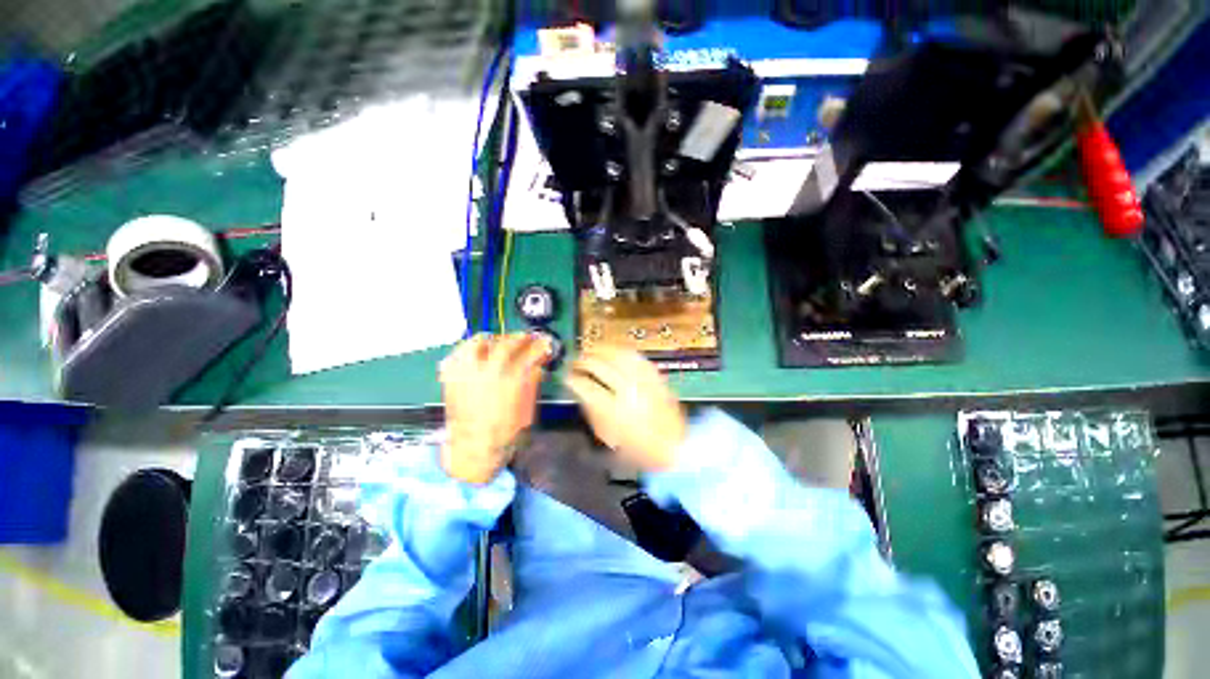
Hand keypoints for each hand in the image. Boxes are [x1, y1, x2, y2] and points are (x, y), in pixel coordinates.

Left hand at [439, 333, 551, 483]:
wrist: (473, 447)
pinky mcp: (450, 377)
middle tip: (525, 338)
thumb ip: (532, 382)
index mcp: (510, 383)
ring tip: (498, 342)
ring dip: (491, 339)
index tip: (544, 342)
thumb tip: (537, 364)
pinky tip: (475, 354)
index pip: (528, 355)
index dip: (539, 346)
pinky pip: (457, 354)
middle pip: (504, 344)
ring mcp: (465, 373)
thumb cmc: (505, 430)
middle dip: (518, 338)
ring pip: (476, 343)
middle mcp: (486, 373)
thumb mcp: (526, 407)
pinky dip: (467, 349)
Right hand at [563, 346, 686, 471]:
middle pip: (600, 366)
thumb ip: (592, 411)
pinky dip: (622, 351)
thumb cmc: (638, 449)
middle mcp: (629, 391)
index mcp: (614, 411)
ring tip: (592, 349)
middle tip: (575, 361)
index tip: (566, 376)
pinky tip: (615, 351)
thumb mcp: (609, 436)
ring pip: (618, 355)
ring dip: (602, 350)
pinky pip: (636, 357)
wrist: (675, 447)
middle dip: (583, 360)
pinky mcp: (656, 377)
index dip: (572, 378)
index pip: (586, 386)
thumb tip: (580, 390)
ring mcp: (644, 381)